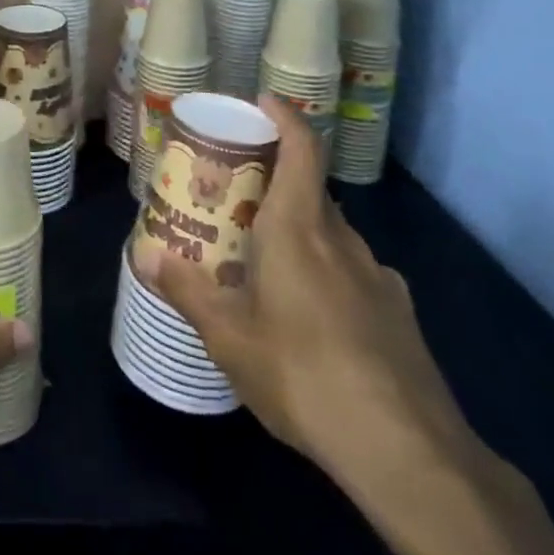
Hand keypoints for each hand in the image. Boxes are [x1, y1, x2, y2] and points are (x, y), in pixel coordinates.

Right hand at [133, 96, 472, 485]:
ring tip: (267, 260)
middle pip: (310, 190)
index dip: (285, 116)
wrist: (408, 453)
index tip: (262, 101)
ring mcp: (378, 276)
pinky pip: (354, 272)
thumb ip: (186, 291)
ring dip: (300, 231)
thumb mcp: (229, 337)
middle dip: (274, 182)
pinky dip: (328, 272)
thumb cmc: (303, 373)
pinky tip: (313, 316)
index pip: (302, 149)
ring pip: (332, 234)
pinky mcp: (399, 314)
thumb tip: (145, 256)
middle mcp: (342, 239)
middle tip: (237, 197)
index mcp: (299, 228)